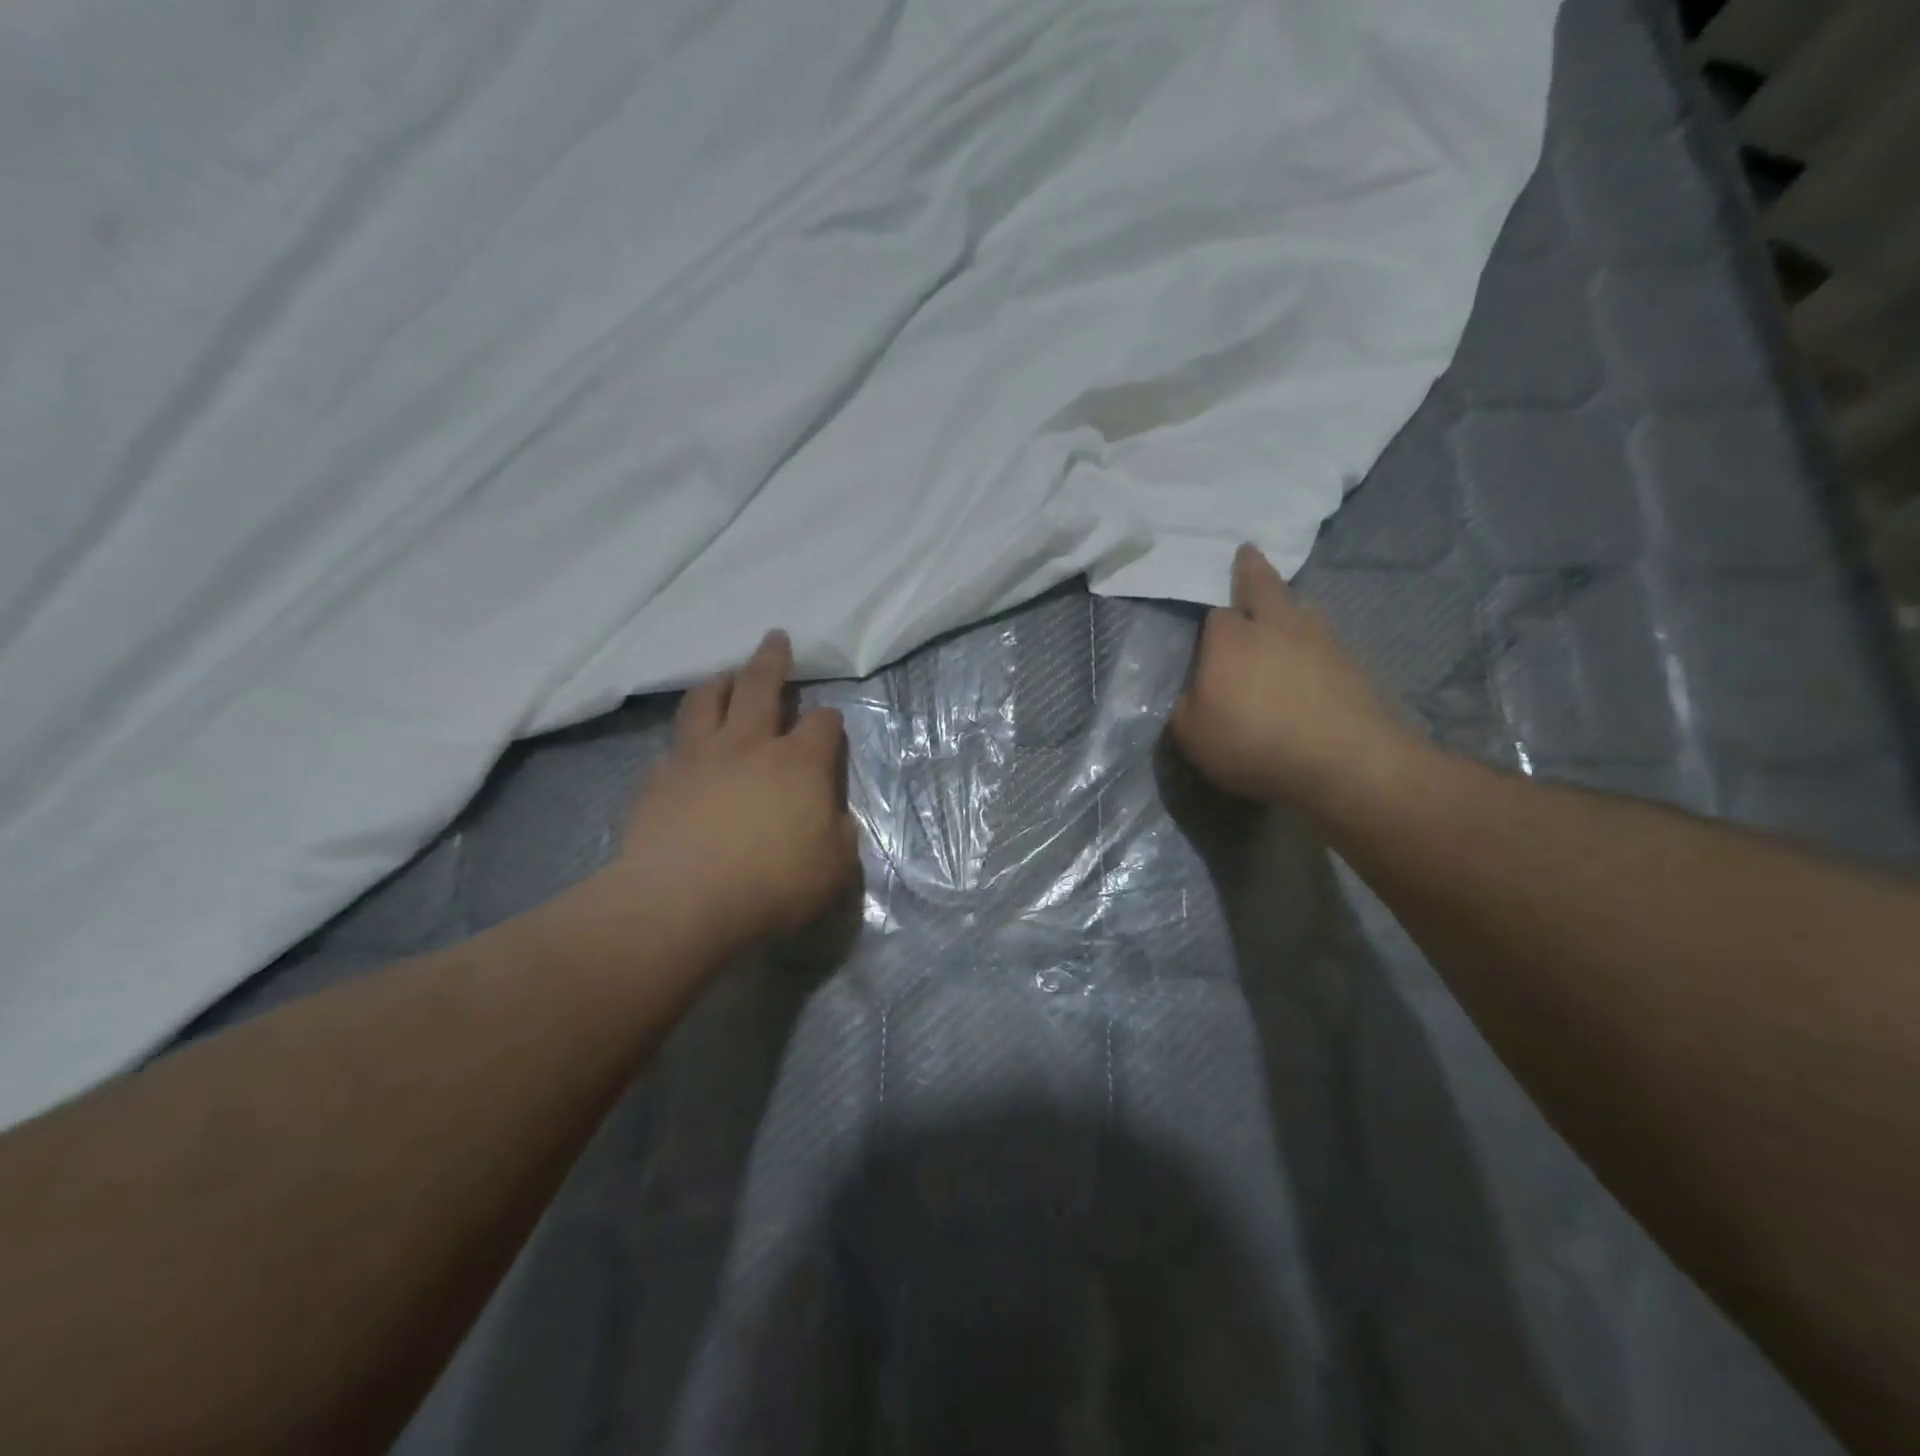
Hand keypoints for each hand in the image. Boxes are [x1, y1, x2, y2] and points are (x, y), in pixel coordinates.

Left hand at [606, 631, 858, 958]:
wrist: (682, 902)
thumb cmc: (771, 885)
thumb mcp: (833, 868)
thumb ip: (839, 835)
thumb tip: (833, 818)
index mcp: (798, 763)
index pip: (822, 724)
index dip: (830, 720)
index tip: (830, 724)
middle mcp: (748, 745)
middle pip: (761, 686)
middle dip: (772, 660)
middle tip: (775, 637)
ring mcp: (698, 757)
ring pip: (706, 701)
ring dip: (720, 682)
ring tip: (724, 675)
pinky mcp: (659, 779)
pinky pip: (674, 746)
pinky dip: (686, 739)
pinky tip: (686, 750)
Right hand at [1170, 544, 1414, 810]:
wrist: (1345, 760)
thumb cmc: (1254, 743)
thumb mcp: (1193, 736)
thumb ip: (1185, 708)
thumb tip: (1191, 693)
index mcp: (1230, 638)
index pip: (1214, 615)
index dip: (1210, 625)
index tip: (1206, 638)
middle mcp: (1274, 625)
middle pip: (1262, 585)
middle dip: (1250, 569)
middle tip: (1246, 553)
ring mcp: (1318, 639)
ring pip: (1298, 608)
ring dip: (1287, 604)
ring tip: (1281, 610)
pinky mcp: (1351, 662)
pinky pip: (1322, 639)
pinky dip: (1311, 641)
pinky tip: (1309, 658)